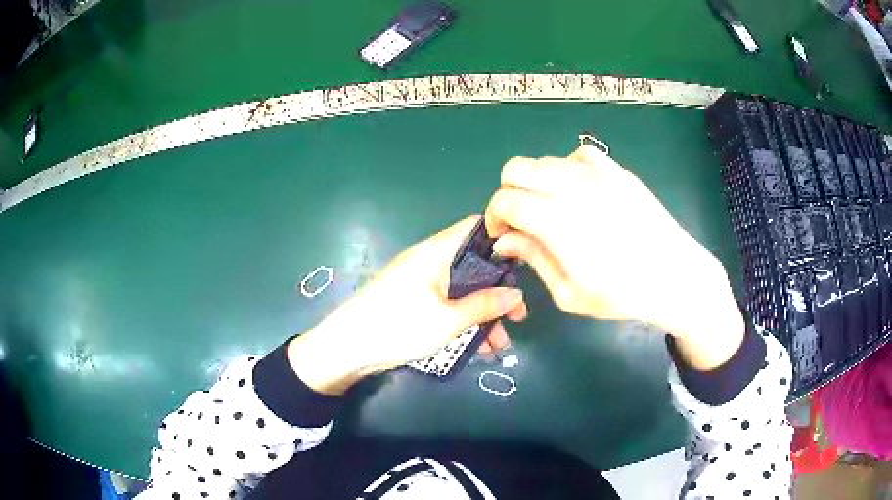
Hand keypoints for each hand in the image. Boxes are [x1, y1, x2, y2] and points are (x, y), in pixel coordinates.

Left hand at [288, 216, 527, 394]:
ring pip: (462, 290)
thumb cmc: (398, 327)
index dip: (502, 238)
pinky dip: (464, 321)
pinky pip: (448, 305)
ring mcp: (420, 282)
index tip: (525, 262)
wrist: (347, 348)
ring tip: (501, 343)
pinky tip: (479, 347)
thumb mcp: (447, 320)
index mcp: (436, 252)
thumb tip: (517, 294)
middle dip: (498, 289)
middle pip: (473, 264)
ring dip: (483, 313)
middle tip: (519, 315)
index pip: (475, 228)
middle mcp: (429, 261)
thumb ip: (485, 305)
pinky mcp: (413, 302)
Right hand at [485, 146, 743, 369]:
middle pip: (517, 168)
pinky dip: (568, 170)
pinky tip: (580, 193)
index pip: (505, 200)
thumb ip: (534, 259)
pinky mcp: (618, 171)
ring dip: (536, 183)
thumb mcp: (570, 293)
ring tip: (552, 211)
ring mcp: (598, 174)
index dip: (494, 217)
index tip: (503, 237)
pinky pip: (579, 156)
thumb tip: (505, 240)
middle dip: (508, 192)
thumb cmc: (622, 295)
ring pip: (545, 161)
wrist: (675, 277)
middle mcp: (573, 187)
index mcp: (557, 221)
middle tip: (521, 221)